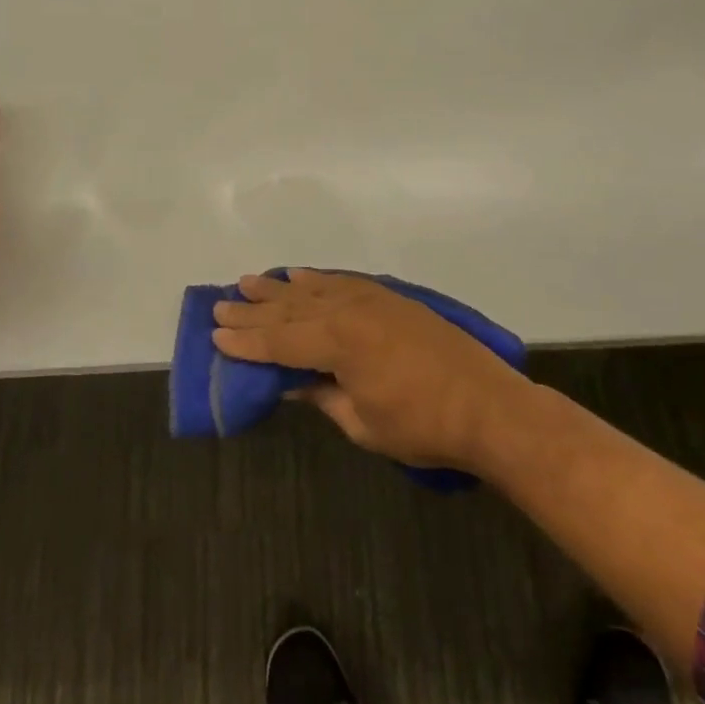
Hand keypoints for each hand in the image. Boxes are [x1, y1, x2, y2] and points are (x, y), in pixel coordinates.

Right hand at [211, 270, 528, 471]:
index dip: (246, 342)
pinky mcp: (392, 299)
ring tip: (249, 282)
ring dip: (280, 288)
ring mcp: (373, 300)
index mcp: (339, 343)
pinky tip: (301, 276)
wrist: (489, 407)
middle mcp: (350, 311)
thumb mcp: (362, 423)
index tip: (214, 336)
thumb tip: (295, 383)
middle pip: (291, 309)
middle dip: (254, 311)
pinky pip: (343, 282)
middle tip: (221, 304)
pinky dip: (318, 279)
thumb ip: (323, 396)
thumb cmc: (423, 427)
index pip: (280, 341)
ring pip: (314, 290)